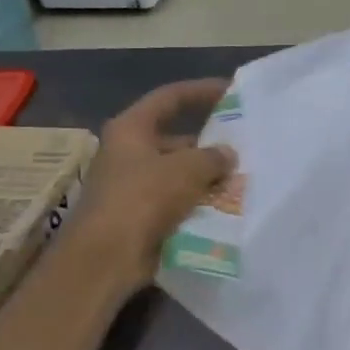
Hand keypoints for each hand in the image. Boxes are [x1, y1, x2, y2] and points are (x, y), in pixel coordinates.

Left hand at [73, 78, 236, 283]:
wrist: (106, 258)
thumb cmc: (142, 199)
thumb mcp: (186, 169)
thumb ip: (212, 157)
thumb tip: (227, 154)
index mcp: (131, 129)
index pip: (170, 97)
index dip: (201, 90)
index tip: (231, 91)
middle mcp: (129, 153)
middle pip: (176, 138)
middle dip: (209, 144)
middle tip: (244, 146)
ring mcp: (133, 186)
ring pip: (179, 173)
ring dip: (207, 176)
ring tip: (243, 178)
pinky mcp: (141, 216)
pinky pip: (177, 201)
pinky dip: (199, 202)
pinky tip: (227, 206)